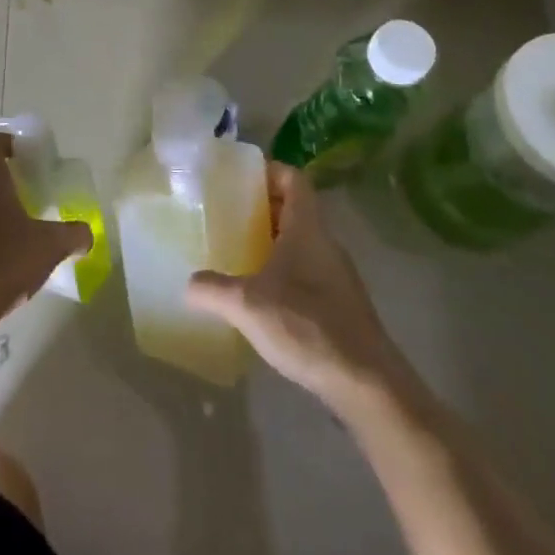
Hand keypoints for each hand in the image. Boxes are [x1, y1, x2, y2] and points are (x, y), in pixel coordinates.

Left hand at [0, 134, 91, 330]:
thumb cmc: (3, 260)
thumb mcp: (50, 245)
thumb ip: (74, 235)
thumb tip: (87, 234)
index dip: (7, 141)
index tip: (25, 152)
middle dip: (12, 184)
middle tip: (37, 197)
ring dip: (2, 213)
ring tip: (28, 234)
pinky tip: (11, 263)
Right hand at [186, 163, 401, 409]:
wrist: (366, 384)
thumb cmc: (306, 326)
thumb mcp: (246, 305)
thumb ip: (212, 289)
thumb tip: (187, 284)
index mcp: (307, 228)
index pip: (293, 178)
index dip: (268, 170)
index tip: (238, 178)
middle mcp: (325, 243)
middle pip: (296, 208)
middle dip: (263, 207)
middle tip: (228, 213)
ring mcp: (337, 274)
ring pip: (302, 241)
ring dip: (273, 240)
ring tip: (239, 250)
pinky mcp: (341, 304)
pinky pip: (308, 270)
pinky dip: (284, 270)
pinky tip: (262, 294)